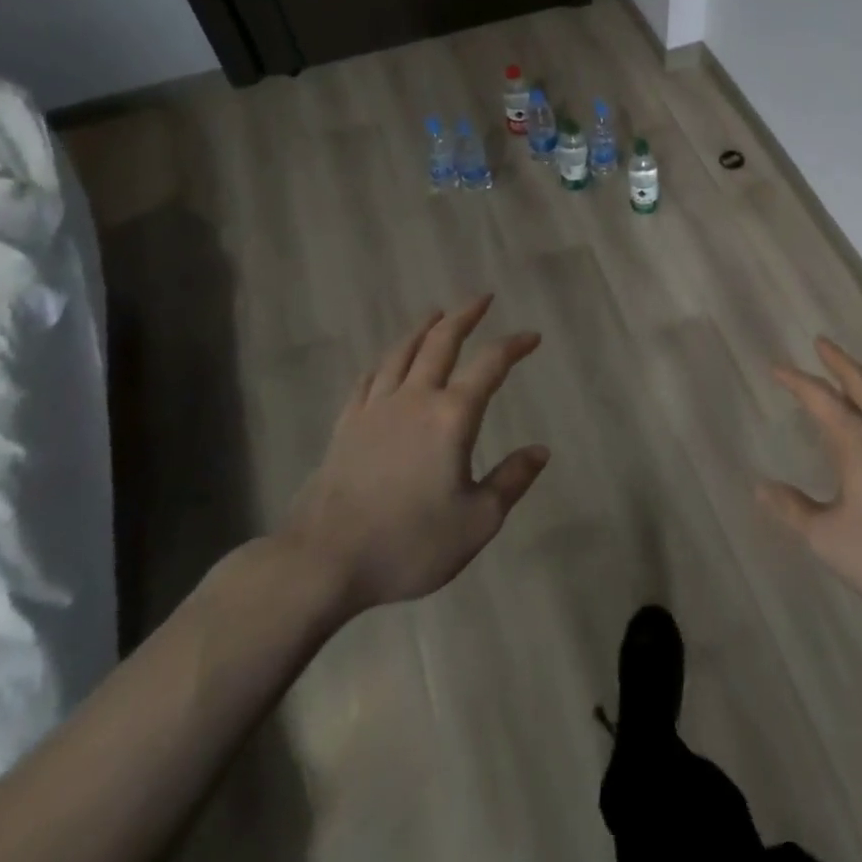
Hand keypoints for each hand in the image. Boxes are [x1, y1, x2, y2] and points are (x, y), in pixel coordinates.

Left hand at [278, 295, 549, 619]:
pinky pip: (368, 380)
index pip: (490, 365)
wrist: (321, 563)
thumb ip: (511, 481)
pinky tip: (386, 361)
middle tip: (481, 298)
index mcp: (452, 416)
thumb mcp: (477, 522)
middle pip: (441, 343)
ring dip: (423, 329)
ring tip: (436, 313)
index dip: (514, 345)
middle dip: (464, 316)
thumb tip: (540, 451)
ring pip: (401, 353)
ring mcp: (375, 410)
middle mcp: (415, 399)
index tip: (532, 337)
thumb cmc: (408, 543)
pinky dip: (384, 361)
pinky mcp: (345, 427)